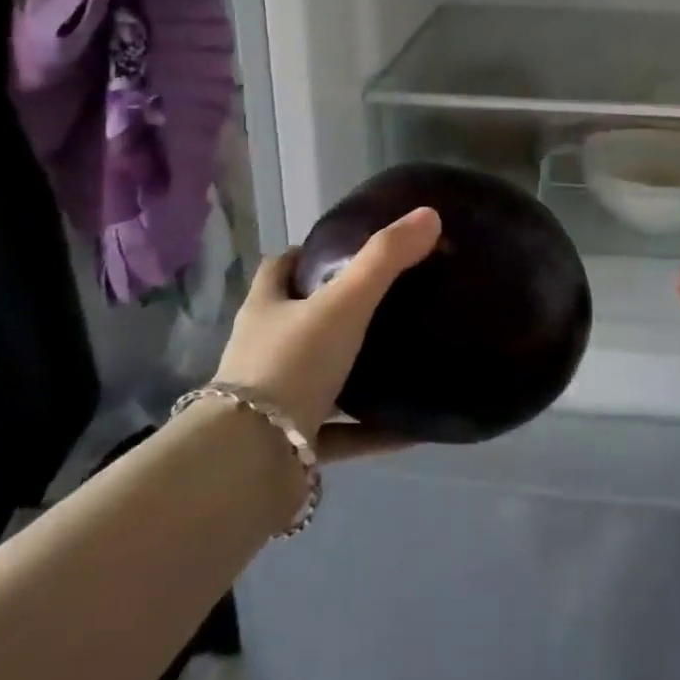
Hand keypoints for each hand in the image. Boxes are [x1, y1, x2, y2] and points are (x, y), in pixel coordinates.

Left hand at [216, 207, 441, 463]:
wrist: (250, 465)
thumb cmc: (291, 366)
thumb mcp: (343, 303)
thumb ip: (385, 259)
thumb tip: (429, 214)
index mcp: (265, 309)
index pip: (279, 268)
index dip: (306, 255)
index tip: (343, 250)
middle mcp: (263, 351)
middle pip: (297, 321)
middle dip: (334, 312)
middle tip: (385, 302)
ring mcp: (272, 402)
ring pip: (318, 378)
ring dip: (352, 372)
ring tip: (401, 358)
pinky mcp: (289, 447)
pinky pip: (339, 433)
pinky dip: (371, 430)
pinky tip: (411, 427)